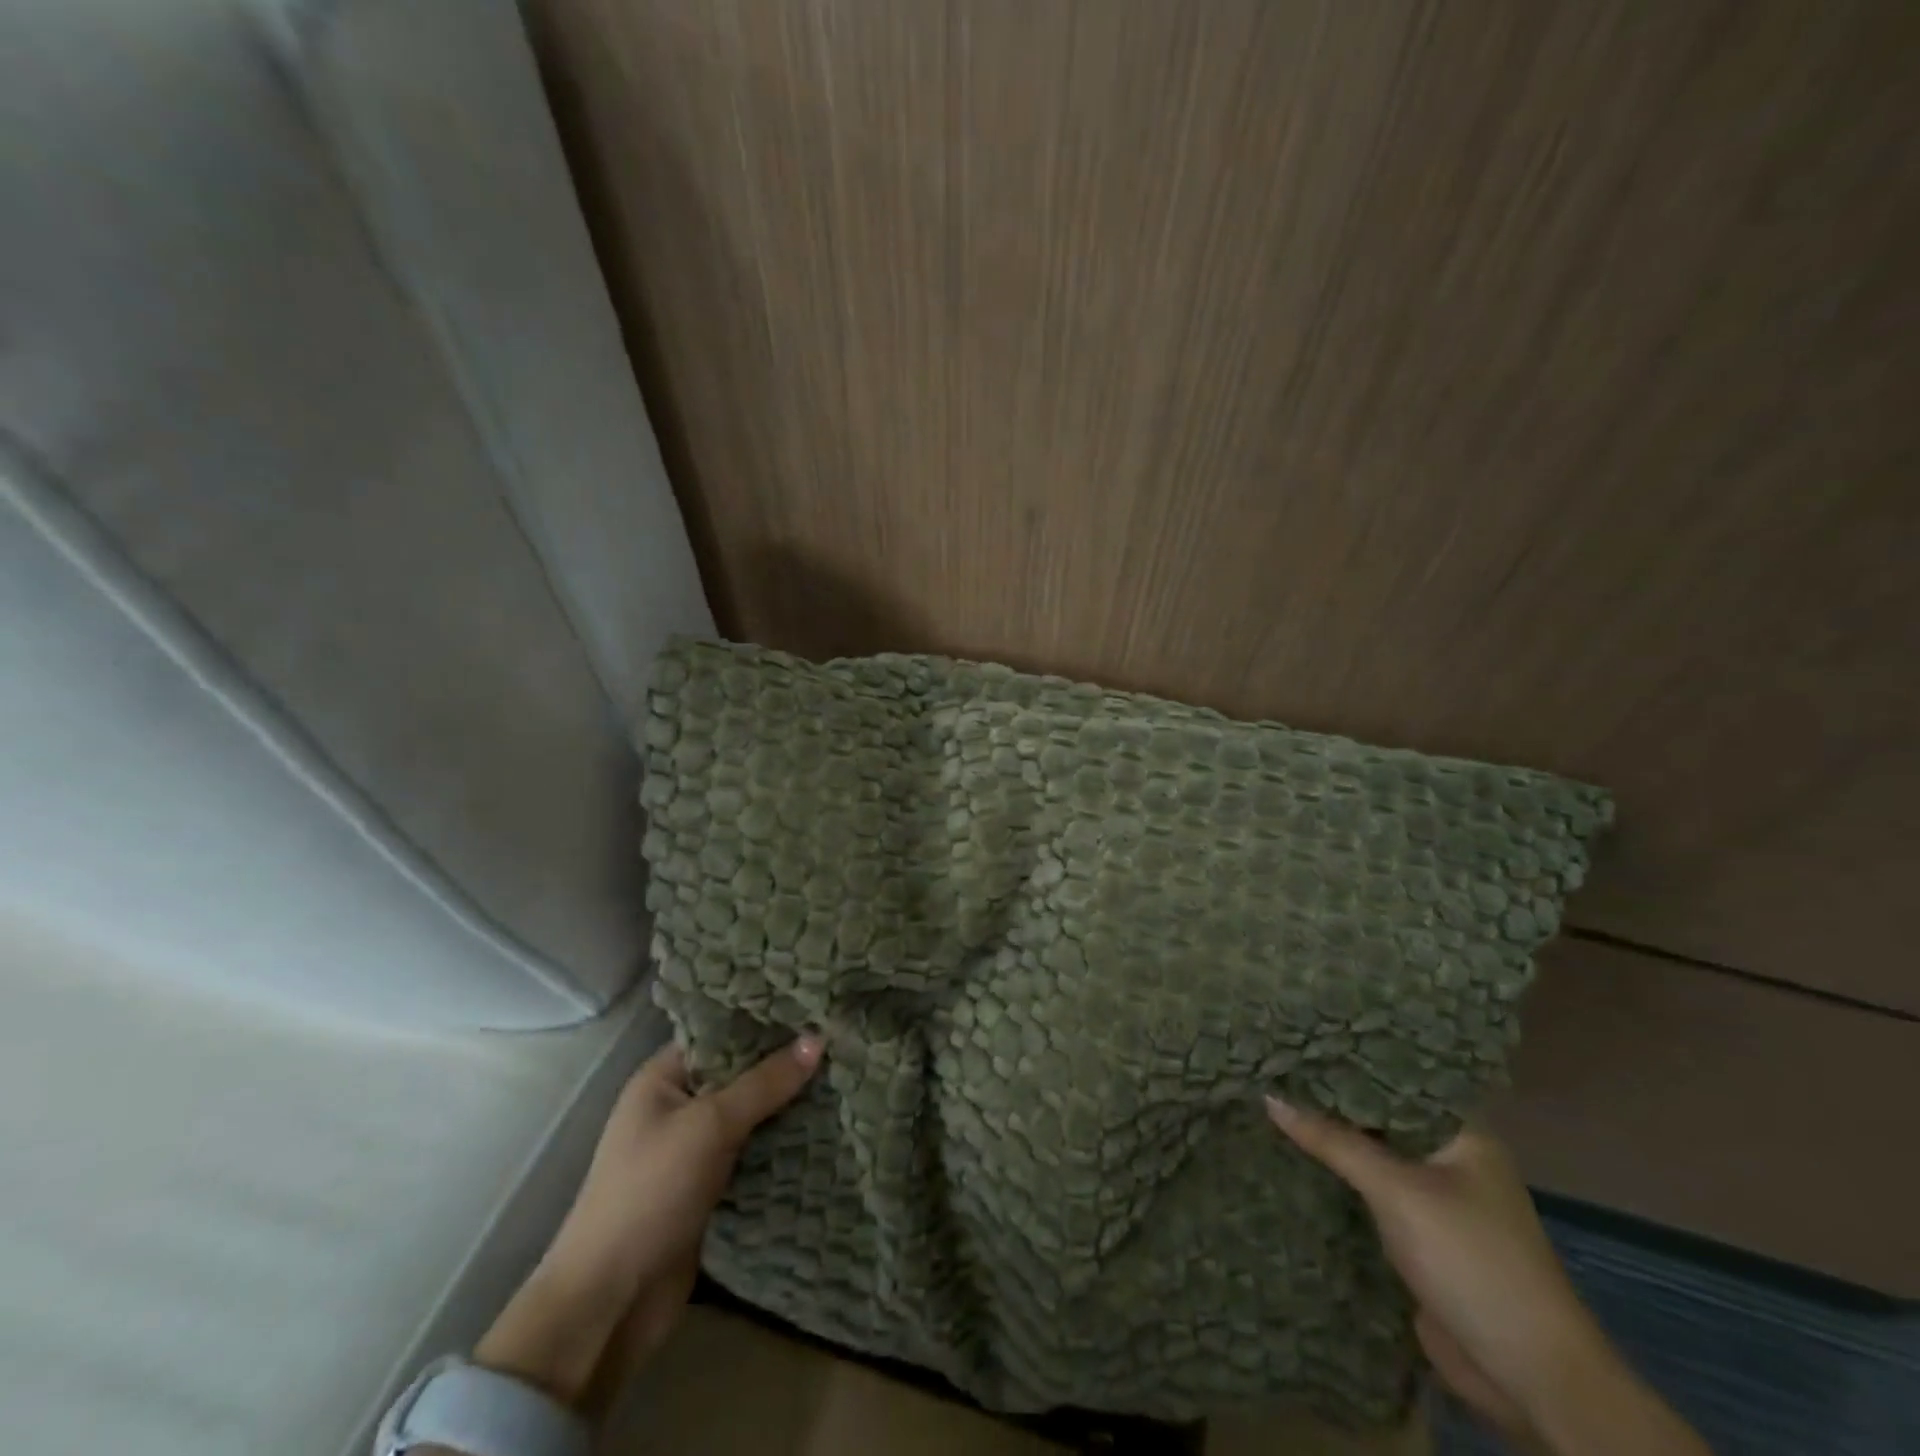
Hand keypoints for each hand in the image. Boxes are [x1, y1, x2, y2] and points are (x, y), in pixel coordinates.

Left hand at [473, 1035, 822, 1406]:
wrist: (611, 1302)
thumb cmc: (650, 1193)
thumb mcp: (709, 1126)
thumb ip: (764, 1082)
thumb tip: (818, 1038)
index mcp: (663, 1078)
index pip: (721, 1032)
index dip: (765, 1019)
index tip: (815, 1003)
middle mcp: (678, 1106)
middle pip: (741, 1072)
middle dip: (785, 1061)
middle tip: (841, 1036)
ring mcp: (695, 1148)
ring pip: (753, 1113)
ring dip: (790, 1103)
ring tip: (845, 1072)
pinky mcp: (712, 1186)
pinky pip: (755, 1150)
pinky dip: (784, 1141)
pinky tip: (827, 1123)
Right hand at [1266, 1100, 1706, 1455]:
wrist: (1527, 1375)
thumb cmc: (1471, 1259)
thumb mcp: (1398, 1189)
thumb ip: (1334, 1140)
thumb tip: (1268, 1096)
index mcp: (1462, 1135)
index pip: (1396, 1079)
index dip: (1348, 1060)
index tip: (1296, 1040)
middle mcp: (1449, 1159)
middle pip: (1379, 1119)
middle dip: (1330, 1102)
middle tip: (1270, 1068)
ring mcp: (1434, 1201)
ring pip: (1370, 1158)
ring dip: (1330, 1143)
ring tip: (1269, 1103)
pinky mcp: (1418, 1238)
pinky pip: (1368, 1195)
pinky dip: (1337, 1181)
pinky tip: (1292, 1160)